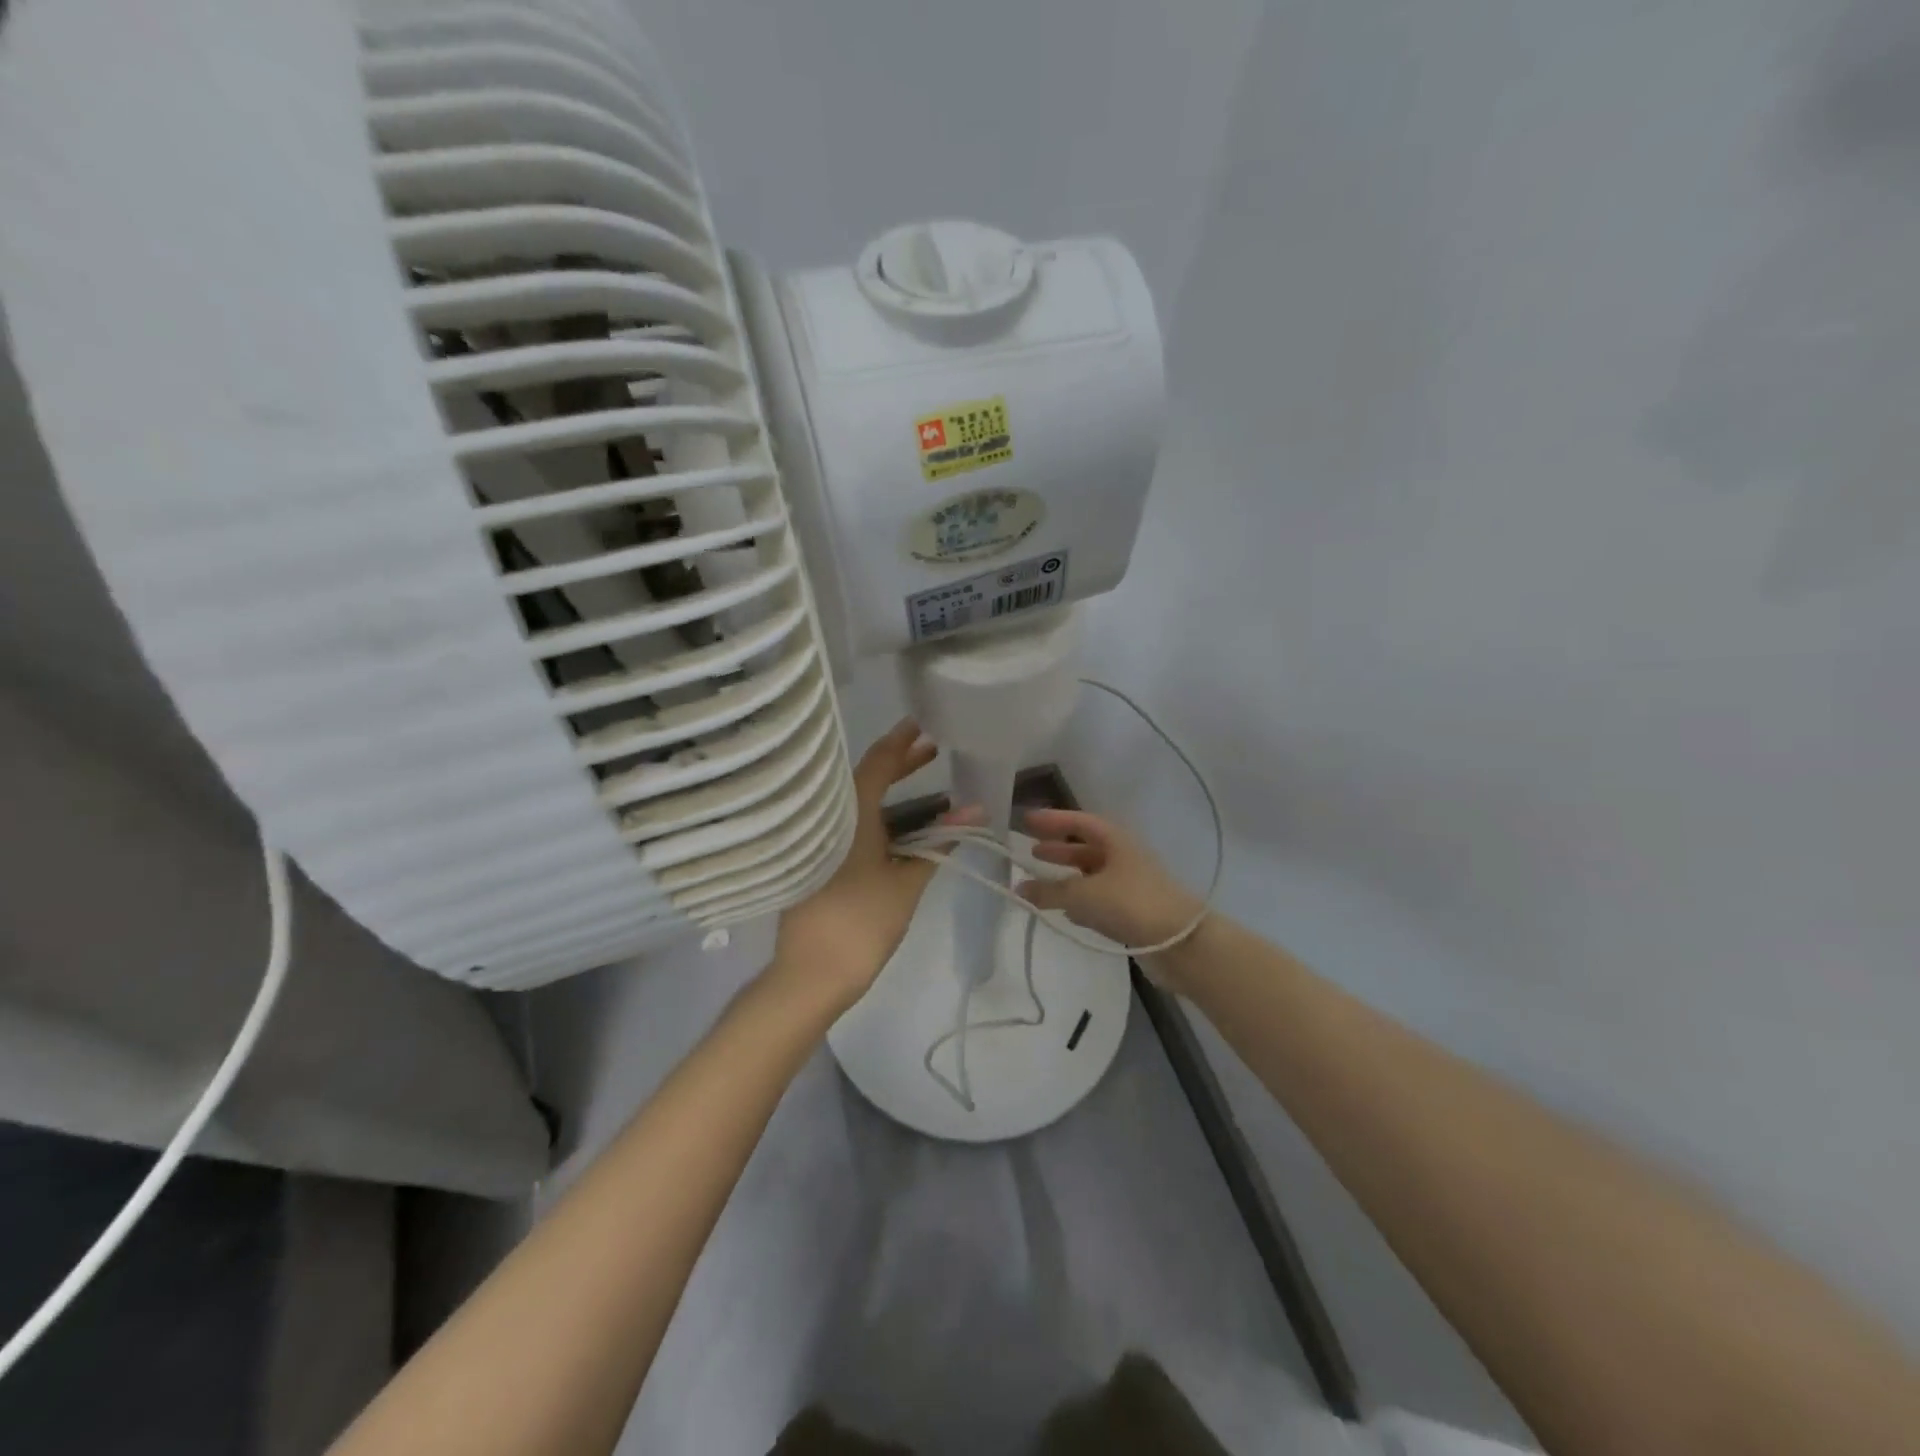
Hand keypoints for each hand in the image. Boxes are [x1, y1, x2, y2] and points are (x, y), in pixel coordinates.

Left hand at [769, 719, 942, 1011]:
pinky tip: (897, 819)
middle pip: (865, 778)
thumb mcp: (907, 882)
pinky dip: (876, 812)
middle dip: (899, 763)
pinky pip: (850, 822)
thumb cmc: (861, 922)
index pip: (877, 764)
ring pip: (856, 801)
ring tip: (920, 775)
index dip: (901, 742)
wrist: (811, 974)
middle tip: (931, 748)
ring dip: (888, 788)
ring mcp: (822, 840)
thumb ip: (940, 844)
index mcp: (849, 814)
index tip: (920, 722)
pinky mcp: (820, 860)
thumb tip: (975, 812)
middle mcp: (830, 818)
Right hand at [1017, 809, 1203, 951]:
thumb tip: (1019, 888)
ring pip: (1092, 876)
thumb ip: (1050, 891)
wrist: (1183, 943)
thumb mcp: (1084, 894)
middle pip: (1086, 848)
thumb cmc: (1131, 903)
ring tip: (1042, 883)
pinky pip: (1100, 900)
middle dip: (1059, 849)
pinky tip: (1065, 912)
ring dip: (1068, 877)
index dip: (1053, 820)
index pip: (1079, 822)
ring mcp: (1131, 885)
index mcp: (1116, 840)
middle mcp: (1124, 857)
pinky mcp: (1134, 912)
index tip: (1027, 821)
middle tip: (1032, 852)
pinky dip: (1081, 902)